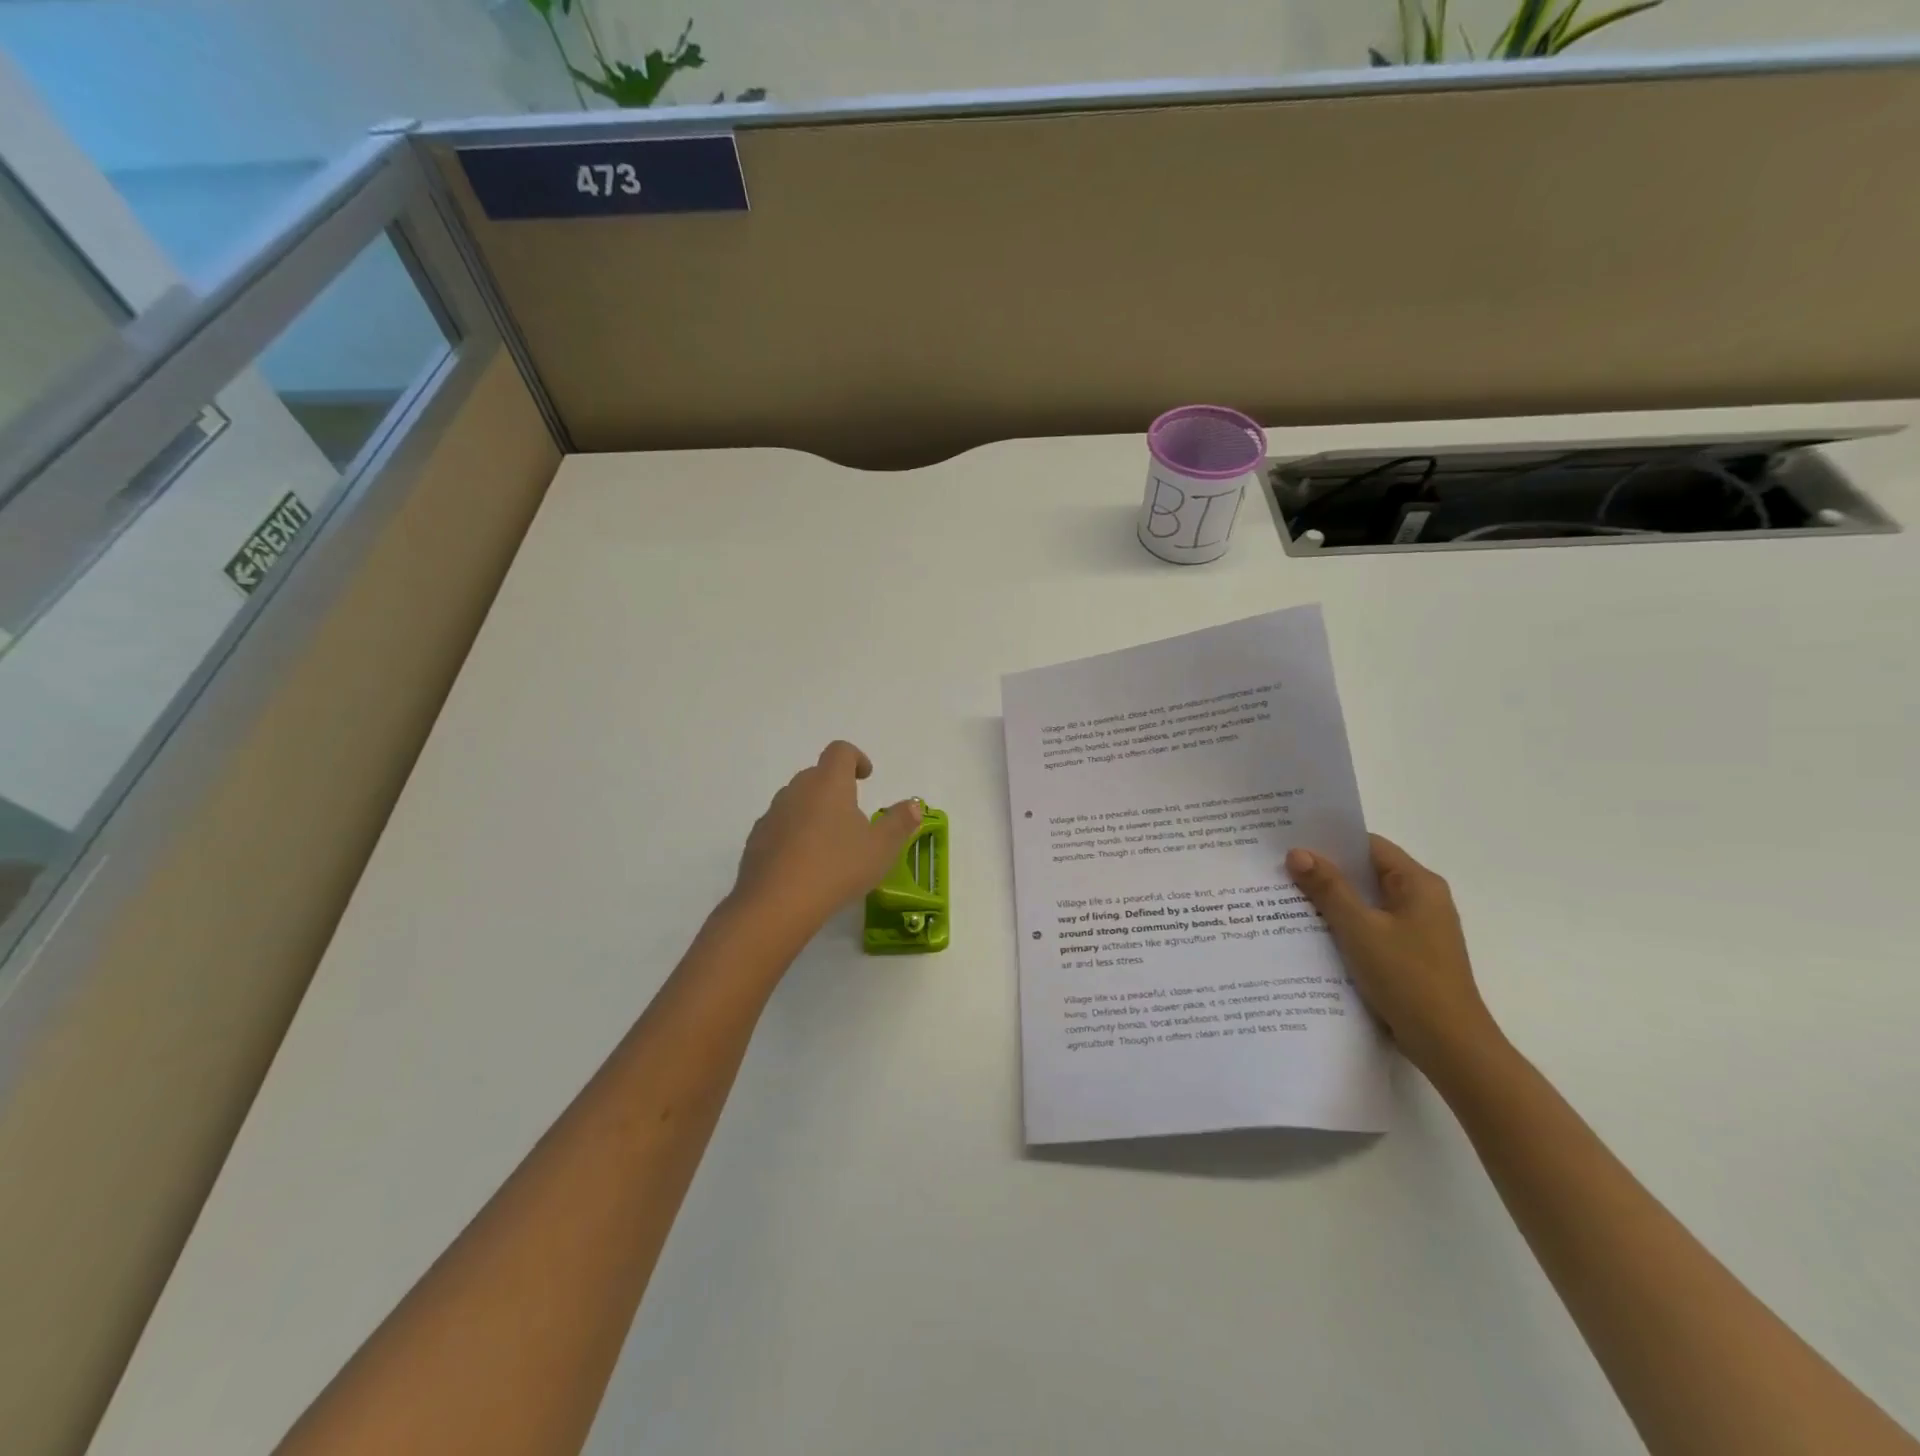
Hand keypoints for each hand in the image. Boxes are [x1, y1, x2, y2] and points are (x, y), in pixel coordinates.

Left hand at [730, 741, 922, 938]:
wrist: (776, 904)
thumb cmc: (837, 867)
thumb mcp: (881, 848)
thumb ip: (899, 823)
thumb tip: (913, 805)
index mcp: (829, 783)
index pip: (840, 751)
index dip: (855, 758)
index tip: (867, 777)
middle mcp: (797, 790)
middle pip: (816, 775)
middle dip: (835, 788)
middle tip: (853, 815)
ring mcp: (772, 815)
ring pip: (796, 801)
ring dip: (814, 812)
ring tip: (830, 844)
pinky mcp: (756, 841)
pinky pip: (780, 827)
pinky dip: (794, 836)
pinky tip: (805, 865)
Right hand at [1285, 835, 1499, 1072]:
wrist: (1450, 1045)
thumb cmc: (1408, 978)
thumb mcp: (1360, 928)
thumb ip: (1328, 888)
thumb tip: (1298, 852)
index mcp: (1418, 884)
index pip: (1369, 846)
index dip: (1331, 840)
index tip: (1290, 840)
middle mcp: (1422, 900)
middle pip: (1366, 873)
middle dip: (1325, 870)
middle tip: (1279, 867)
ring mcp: (1417, 929)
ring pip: (1366, 902)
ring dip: (1331, 900)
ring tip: (1285, 896)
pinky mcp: (1408, 954)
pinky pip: (1369, 927)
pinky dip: (1343, 925)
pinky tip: (1310, 932)